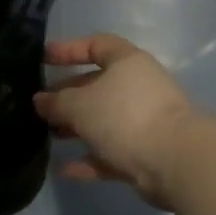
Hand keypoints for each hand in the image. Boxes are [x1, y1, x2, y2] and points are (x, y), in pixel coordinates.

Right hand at [34, 35, 199, 208]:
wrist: (175, 161)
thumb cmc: (124, 117)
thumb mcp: (80, 105)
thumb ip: (57, 102)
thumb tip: (41, 101)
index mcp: (127, 62)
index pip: (96, 45)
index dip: (68, 49)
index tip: (43, 58)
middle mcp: (138, 86)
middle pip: (98, 84)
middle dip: (68, 94)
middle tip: (41, 105)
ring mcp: (144, 120)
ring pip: (104, 119)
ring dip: (77, 127)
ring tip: (49, 134)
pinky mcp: (146, 152)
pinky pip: (111, 151)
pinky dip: (90, 157)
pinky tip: (65, 169)